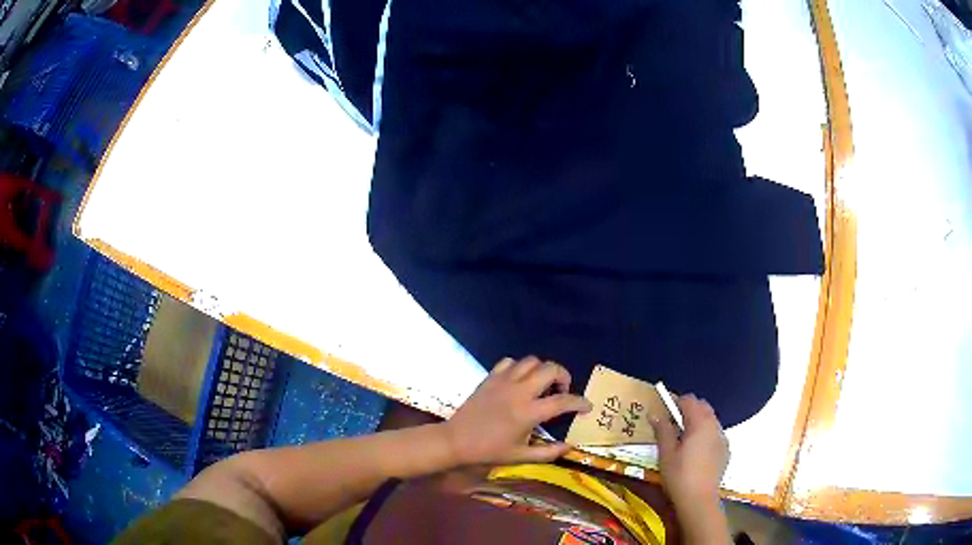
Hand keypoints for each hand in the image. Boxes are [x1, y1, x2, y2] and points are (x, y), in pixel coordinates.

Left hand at [442, 357, 592, 465]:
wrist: (455, 441)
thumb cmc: (488, 451)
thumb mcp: (520, 457)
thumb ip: (548, 452)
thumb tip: (570, 447)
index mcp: (529, 412)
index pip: (563, 401)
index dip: (580, 402)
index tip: (587, 406)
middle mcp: (519, 391)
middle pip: (551, 369)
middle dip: (563, 376)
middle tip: (562, 392)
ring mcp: (503, 381)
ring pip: (531, 361)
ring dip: (542, 370)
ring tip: (541, 385)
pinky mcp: (490, 377)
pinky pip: (510, 362)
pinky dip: (520, 368)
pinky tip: (519, 381)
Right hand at [650, 394, 729, 508]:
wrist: (699, 500)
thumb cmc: (679, 475)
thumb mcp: (666, 453)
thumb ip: (663, 430)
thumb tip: (655, 413)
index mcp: (700, 423)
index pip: (689, 400)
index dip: (676, 402)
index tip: (664, 411)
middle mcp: (715, 426)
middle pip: (703, 407)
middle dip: (688, 410)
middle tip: (672, 424)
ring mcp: (723, 438)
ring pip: (710, 420)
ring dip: (698, 422)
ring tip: (683, 439)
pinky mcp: (726, 451)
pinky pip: (715, 434)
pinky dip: (706, 435)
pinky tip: (696, 452)